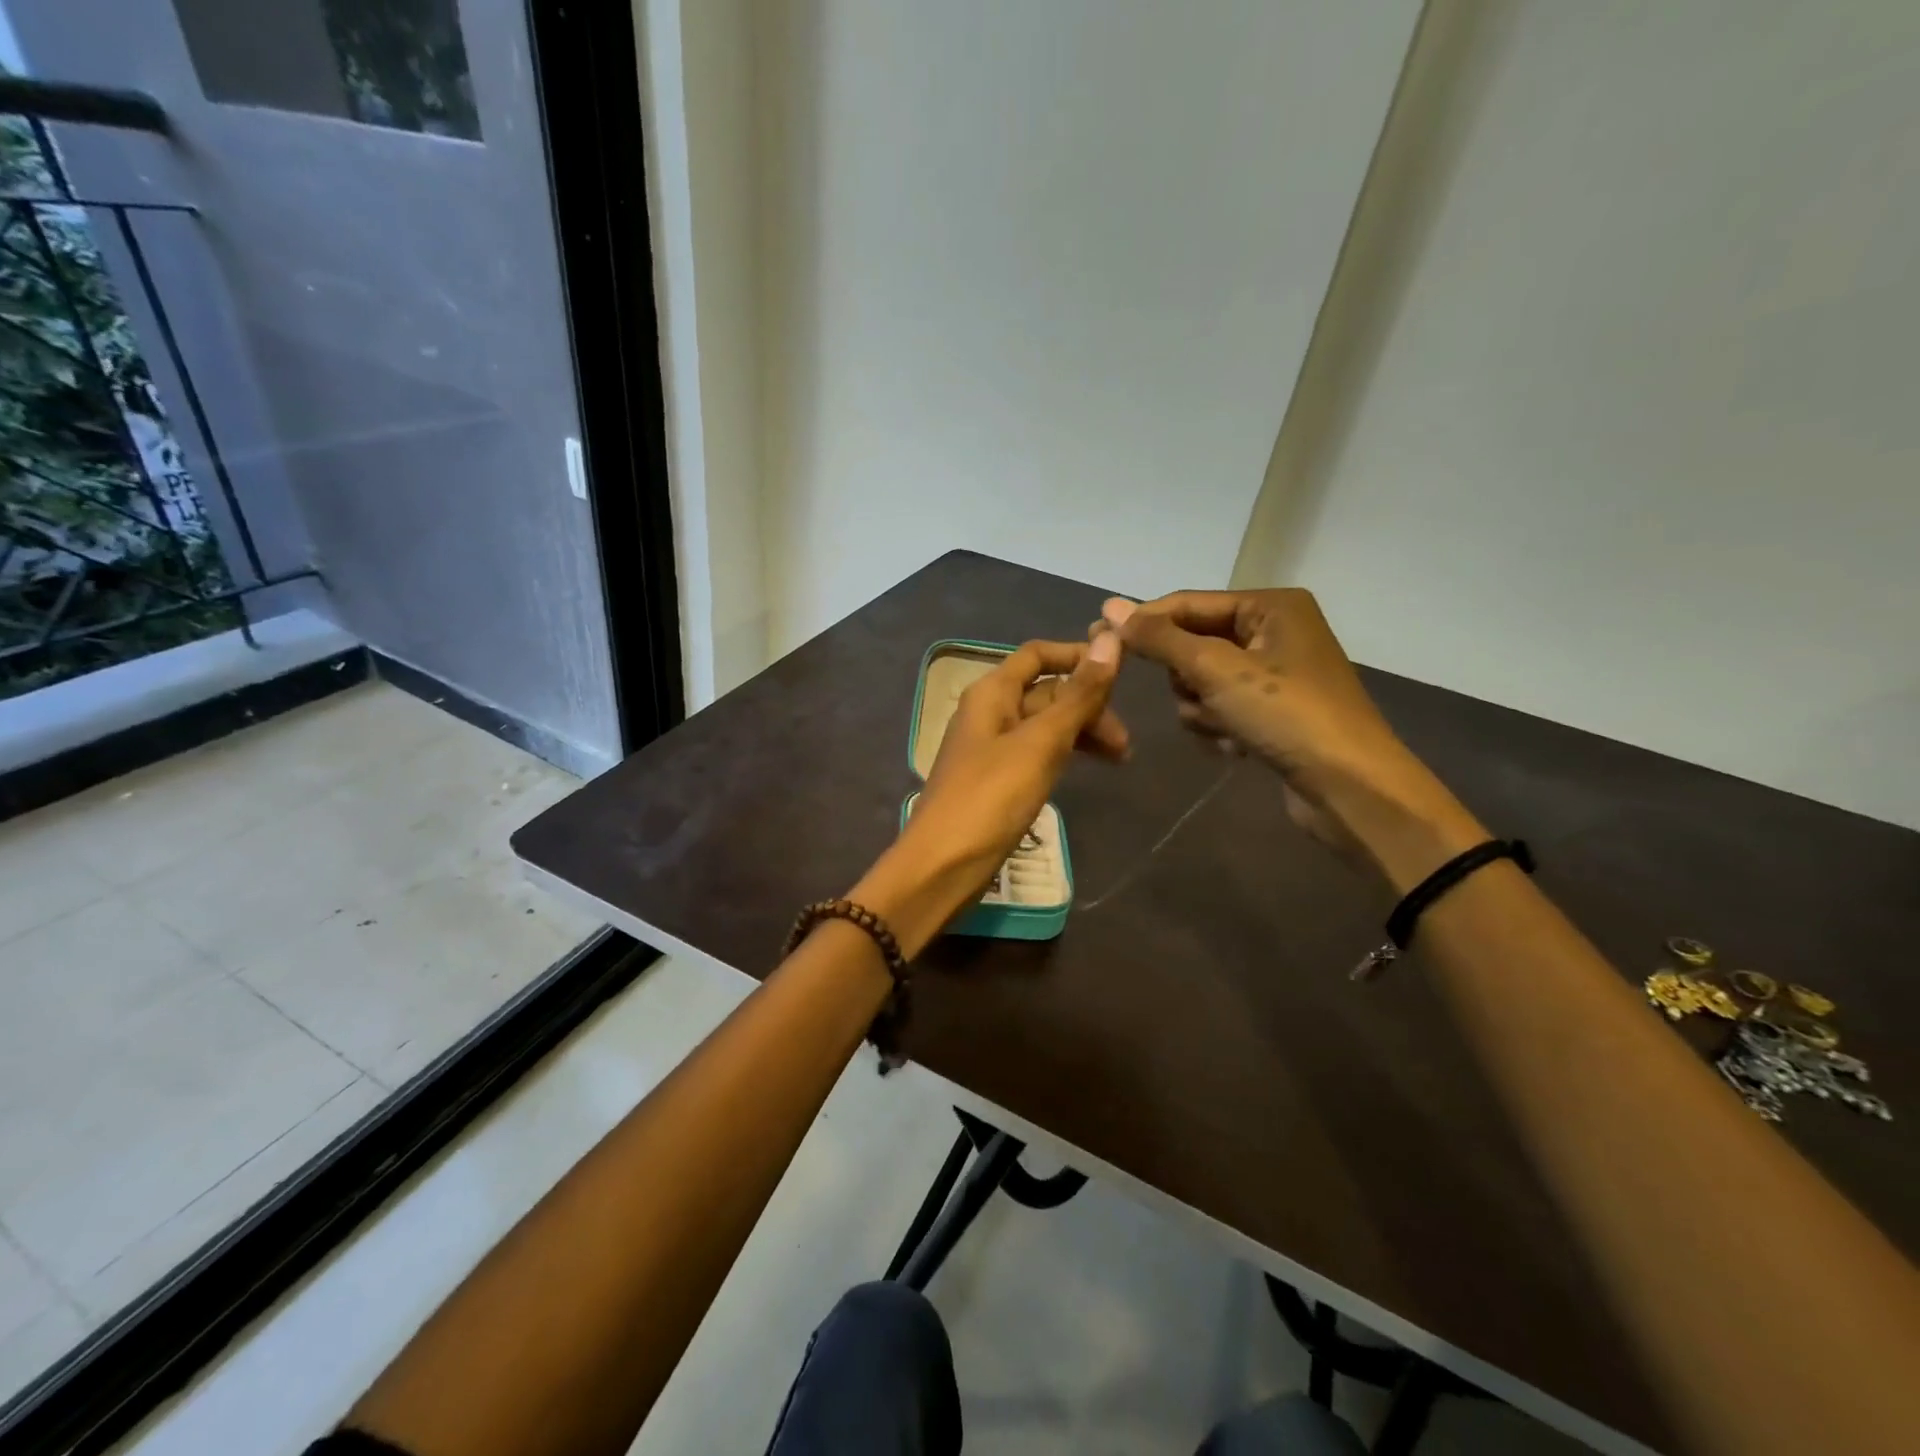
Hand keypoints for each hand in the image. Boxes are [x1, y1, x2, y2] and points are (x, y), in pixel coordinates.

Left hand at [852, 635, 1125, 954]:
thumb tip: (1110, 639)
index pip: (1038, 655)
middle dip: (1088, 706)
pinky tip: (1085, 770)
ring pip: (1045, 725)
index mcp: (992, 692)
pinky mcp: (997, 780)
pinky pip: (1037, 753)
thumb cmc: (991, 798)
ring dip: (1082, 733)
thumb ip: (1077, 696)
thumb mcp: (1040, 744)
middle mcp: (989, 712)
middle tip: (1124, 744)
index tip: (1122, 670)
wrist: (942, 866)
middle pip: (1046, 692)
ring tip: (1119, 760)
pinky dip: (1064, 755)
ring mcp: (992, 748)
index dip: (1078, 655)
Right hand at [1104, 590, 1484, 886]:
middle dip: (1187, 678)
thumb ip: (1160, 638)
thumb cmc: (1286, 715)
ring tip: (1226, 728)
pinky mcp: (1272, 713)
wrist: (1349, 788)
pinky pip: (1220, 708)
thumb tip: (1110, 607)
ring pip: (1201, 682)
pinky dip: (1218, 727)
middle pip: (1193, 644)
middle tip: (1200, 697)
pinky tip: (1237, 747)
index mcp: (1271, 607)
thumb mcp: (1216, 669)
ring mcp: (1274, 675)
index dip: (1142, 621)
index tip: (1095, 635)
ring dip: (1202, 708)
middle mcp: (1274, 632)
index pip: (1188, 604)